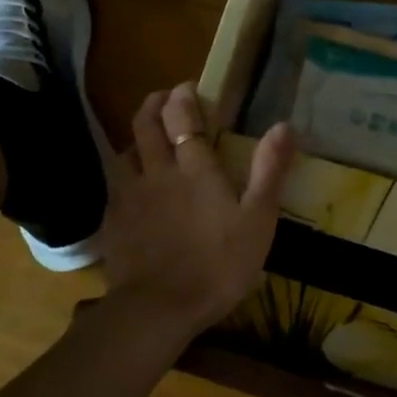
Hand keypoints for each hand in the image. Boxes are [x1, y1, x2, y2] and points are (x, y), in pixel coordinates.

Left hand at [98, 83, 295, 337]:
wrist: (159, 309)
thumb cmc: (217, 265)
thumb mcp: (258, 221)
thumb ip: (269, 172)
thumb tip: (283, 125)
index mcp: (194, 169)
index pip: (182, 117)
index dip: (183, 97)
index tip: (187, 88)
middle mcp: (156, 172)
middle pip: (145, 125)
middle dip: (153, 104)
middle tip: (163, 98)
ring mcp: (129, 197)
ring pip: (125, 152)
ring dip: (136, 138)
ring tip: (145, 140)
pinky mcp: (113, 222)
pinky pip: (115, 186)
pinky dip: (124, 175)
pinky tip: (131, 189)